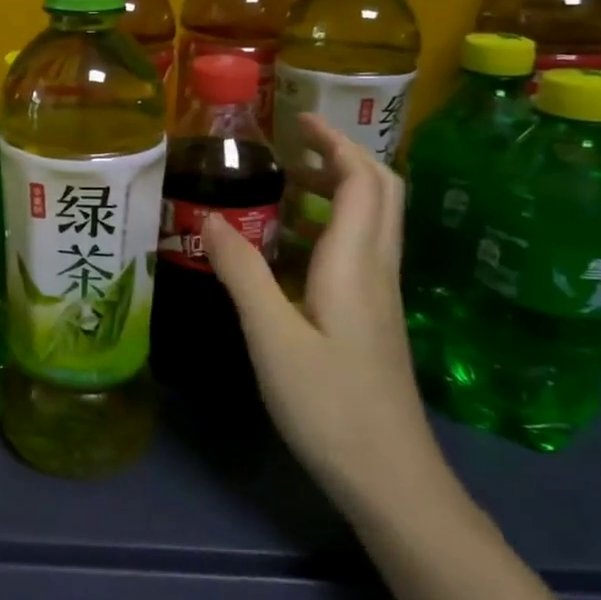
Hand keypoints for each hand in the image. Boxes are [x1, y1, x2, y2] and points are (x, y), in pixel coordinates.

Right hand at [202, 115, 442, 511]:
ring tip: (288, 183)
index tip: (297, 120)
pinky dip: (333, 224)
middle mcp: (377, 270)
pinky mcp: (373, 319)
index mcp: (355, 264)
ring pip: (375, 221)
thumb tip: (209, 217)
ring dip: (340, 188)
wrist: (391, 480)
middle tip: (293, 146)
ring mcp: (380, 297)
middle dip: (342, 156)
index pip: (363, 181)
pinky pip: (361, 249)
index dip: (335, 141)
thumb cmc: (330, 404)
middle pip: (381, 192)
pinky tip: (293, 246)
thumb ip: (241, 272)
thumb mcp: (271, 336)